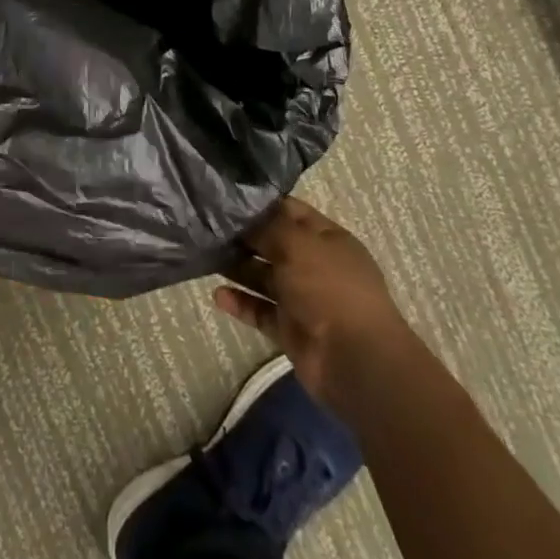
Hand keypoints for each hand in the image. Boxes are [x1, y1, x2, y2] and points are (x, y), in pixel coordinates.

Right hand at [213, 197, 404, 407]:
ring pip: (264, 277)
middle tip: (207, 227)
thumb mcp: (298, 244)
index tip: (226, 198)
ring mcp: (303, 298)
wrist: (354, 360)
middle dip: (243, 236)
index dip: (261, 204)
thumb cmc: (329, 289)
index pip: (290, 211)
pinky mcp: (290, 329)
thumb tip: (242, 217)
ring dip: (238, 268)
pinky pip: (261, 310)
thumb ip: (268, 227)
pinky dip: (241, 303)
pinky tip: (218, 295)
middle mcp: (315, 265)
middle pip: (273, 244)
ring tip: (205, 257)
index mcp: (327, 239)